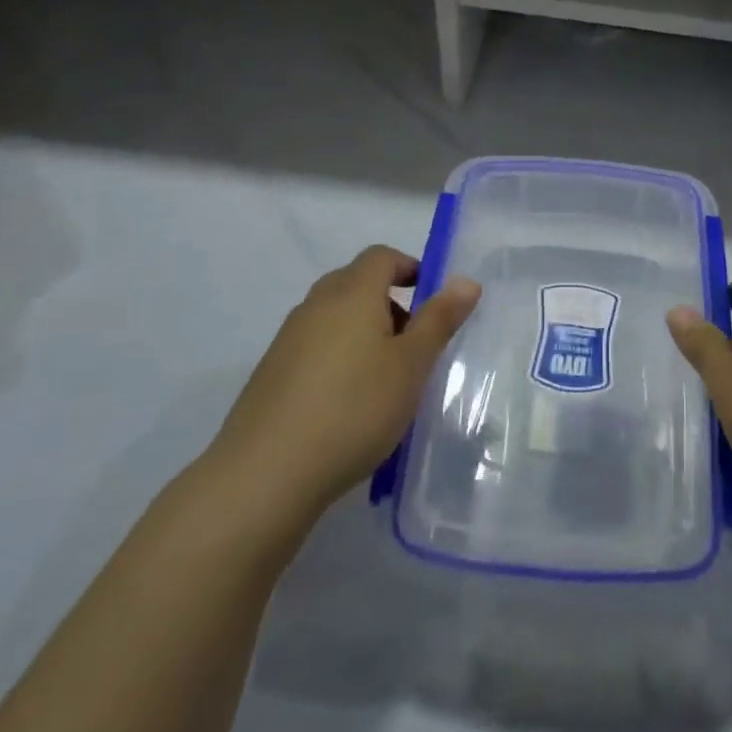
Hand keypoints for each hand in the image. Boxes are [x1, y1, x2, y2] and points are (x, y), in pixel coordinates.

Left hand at [209, 246, 480, 522]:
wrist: (265, 475)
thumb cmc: (354, 409)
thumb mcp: (411, 365)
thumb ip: (439, 319)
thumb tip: (466, 280)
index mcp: (351, 293)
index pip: (382, 257)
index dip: (410, 268)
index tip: (432, 301)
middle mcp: (315, 305)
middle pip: (356, 283)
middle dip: (390, 303)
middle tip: (414, 344)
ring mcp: (287, 339)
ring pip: (335, 317)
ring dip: (364, 332)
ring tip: (385, 379)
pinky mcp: (270, 374)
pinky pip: (315, 347)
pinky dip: (339, 358)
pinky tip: (348, 404)